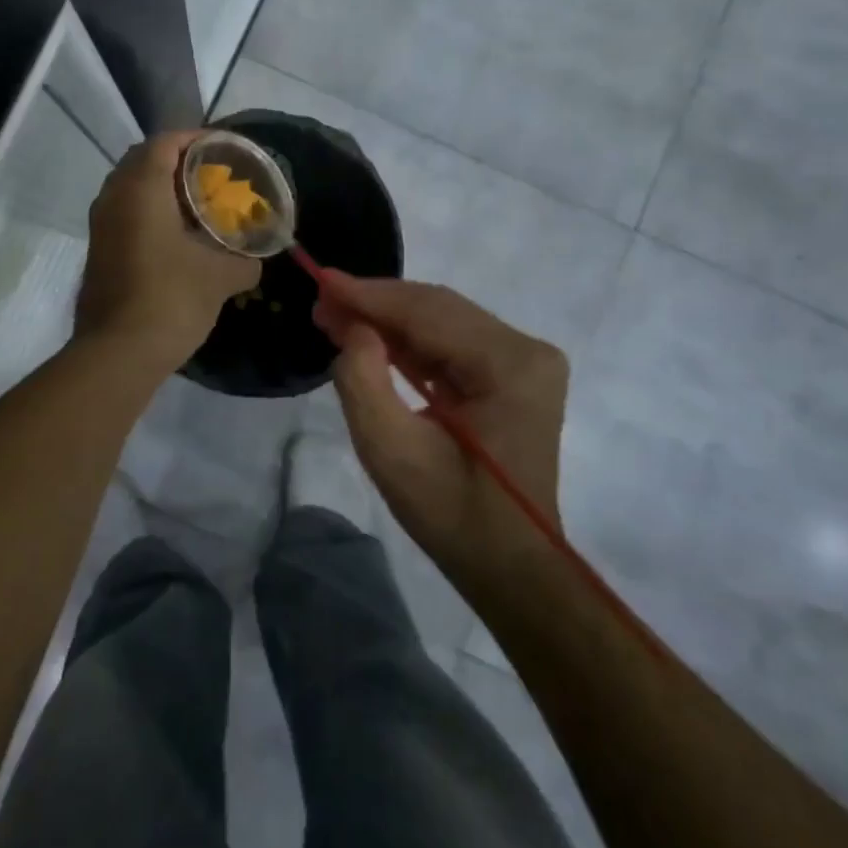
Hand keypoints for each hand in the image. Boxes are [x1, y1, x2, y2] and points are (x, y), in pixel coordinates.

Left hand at [75, 132, 260, 373]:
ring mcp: (101, 226)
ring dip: (161, 187)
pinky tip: (177, 235)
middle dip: (178, 161)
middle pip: (143, 160)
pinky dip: (149, 212)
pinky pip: (125, 214)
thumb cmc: (171, 298)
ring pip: (130, 188)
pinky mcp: (98, 251)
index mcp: (141, 189)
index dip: (195, 139)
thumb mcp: (221, 277)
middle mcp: (114, 198)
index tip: (223, 148)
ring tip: (197, 202)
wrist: (118, 352)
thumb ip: (245, 260)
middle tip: (213, 173)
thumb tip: (254, 260)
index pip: (165, 142)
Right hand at [314, 275, 569, 592]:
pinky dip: (409, 340)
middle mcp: (526, 350)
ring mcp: (524, 361)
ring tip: (336, 317)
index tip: (321, 280)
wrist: (510, 566)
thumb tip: (353, 328)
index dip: (370, 295)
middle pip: (438, 309)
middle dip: (376, 304)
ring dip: (388, 319)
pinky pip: (452, 343)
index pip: (429, 312)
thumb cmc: (453, 515)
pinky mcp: (513, 375)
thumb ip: (363, 381)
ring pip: (443, 321)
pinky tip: (371, 337)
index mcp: (510, 365)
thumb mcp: (393, 452)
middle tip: (322, 302)